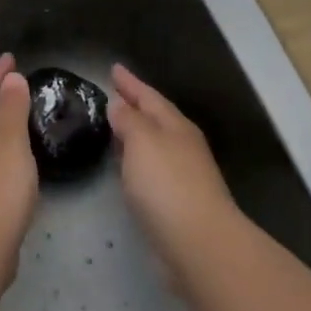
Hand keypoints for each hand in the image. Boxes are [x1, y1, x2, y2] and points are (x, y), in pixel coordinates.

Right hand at [108, 65, 241, 280]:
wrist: (199, 243)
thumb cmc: (167, 184)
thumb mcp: (142, 142)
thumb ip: (129, 120)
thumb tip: (119, 105)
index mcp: (175, 126)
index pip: (149, 96)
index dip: (130, 83)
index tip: (113, 68)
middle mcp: (182, 145)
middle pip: (156, 118)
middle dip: (135, 105)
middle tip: (112, 95)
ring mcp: (183, 174)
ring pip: (154, 144)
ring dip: (135, 133)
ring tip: (114, 127)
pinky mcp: (177, 201)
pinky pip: (152, 168)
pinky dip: (137, 160)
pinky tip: (126, 167)